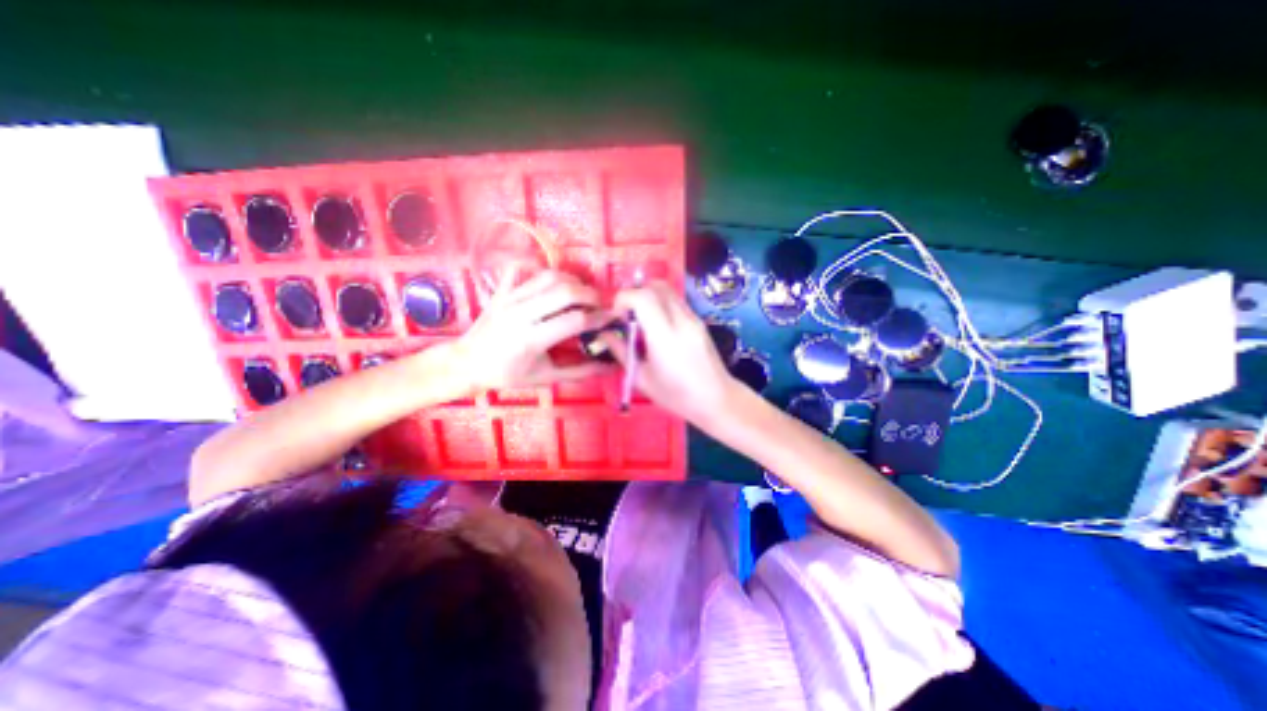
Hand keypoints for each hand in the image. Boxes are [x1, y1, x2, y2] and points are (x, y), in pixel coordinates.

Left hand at [457, 264, 612, 391]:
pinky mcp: (502, 289)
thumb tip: (609, 365)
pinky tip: (553, 280)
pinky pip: (523, 267)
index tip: (612, 317)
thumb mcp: (546, 377)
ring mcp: (509, 297)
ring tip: (583, 293)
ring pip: (549, 276)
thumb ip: (580, 370)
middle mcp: (521, 313)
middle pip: (565, 291)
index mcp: (531, 339)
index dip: (599, 317)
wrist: (466, 363)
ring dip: (573, 281)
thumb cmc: (507, 374)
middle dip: (591, 294)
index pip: (575, 320)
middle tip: (602, 303)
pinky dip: (541, 268)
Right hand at [599, 282, 739, 423]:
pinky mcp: (699, 320)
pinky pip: (676, 301)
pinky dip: (660, 304)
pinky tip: (657, 326)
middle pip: (656, 286)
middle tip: (627, 314)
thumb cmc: (676, 396)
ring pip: (668, 290)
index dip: (623, 299)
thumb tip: (605, 334)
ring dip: (648, 296)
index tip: (616, 316)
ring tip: (641, 320)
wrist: (717, 398)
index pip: (642, 297)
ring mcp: (693, 318)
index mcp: (664, 336)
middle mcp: (681, 320)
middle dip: (635, 293)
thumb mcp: (642, 378)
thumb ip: (621, 351)